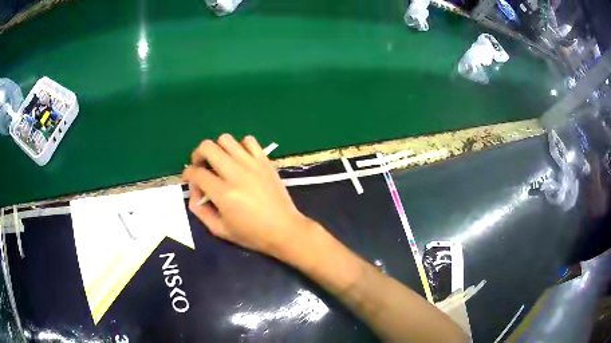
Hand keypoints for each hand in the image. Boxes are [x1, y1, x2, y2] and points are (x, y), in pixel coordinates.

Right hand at [182, 134, 310, 255]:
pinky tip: (240, 159)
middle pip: (207, 147)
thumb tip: (193, 193)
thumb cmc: (252, 234)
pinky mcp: (265, 161)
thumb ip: (200, 211)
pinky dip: (240, 146)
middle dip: (197, 155)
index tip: (189, 180)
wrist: (285, 229)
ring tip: (220, 162)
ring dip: (217, 148)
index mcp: (223, 193)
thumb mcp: (220, 230)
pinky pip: (249, 141)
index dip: (187, 174)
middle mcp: (235, 173)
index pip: (196, 173)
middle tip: (201, 166)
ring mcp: (251, 164)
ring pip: (226, 139)